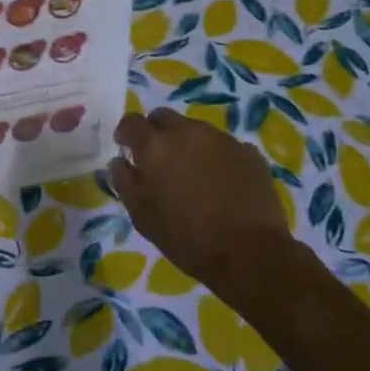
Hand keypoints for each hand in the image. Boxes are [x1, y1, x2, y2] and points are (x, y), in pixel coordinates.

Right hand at [107, 107, 299, 303]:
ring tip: (193, 173)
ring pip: (195, 130)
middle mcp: (187, 132)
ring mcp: (221, 139)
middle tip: (159, 159)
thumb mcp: (142, 216)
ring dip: (187, 144)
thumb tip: (119, 161)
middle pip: (164, 117)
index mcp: (155, 146)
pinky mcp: (248, 151)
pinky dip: (216, 156)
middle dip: (156, 132)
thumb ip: (125, 182)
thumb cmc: (186, 238)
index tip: (126, 147)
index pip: (132, 121)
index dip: (126, 133)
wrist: (249, 253)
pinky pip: (223, 145)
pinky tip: (222, 182)